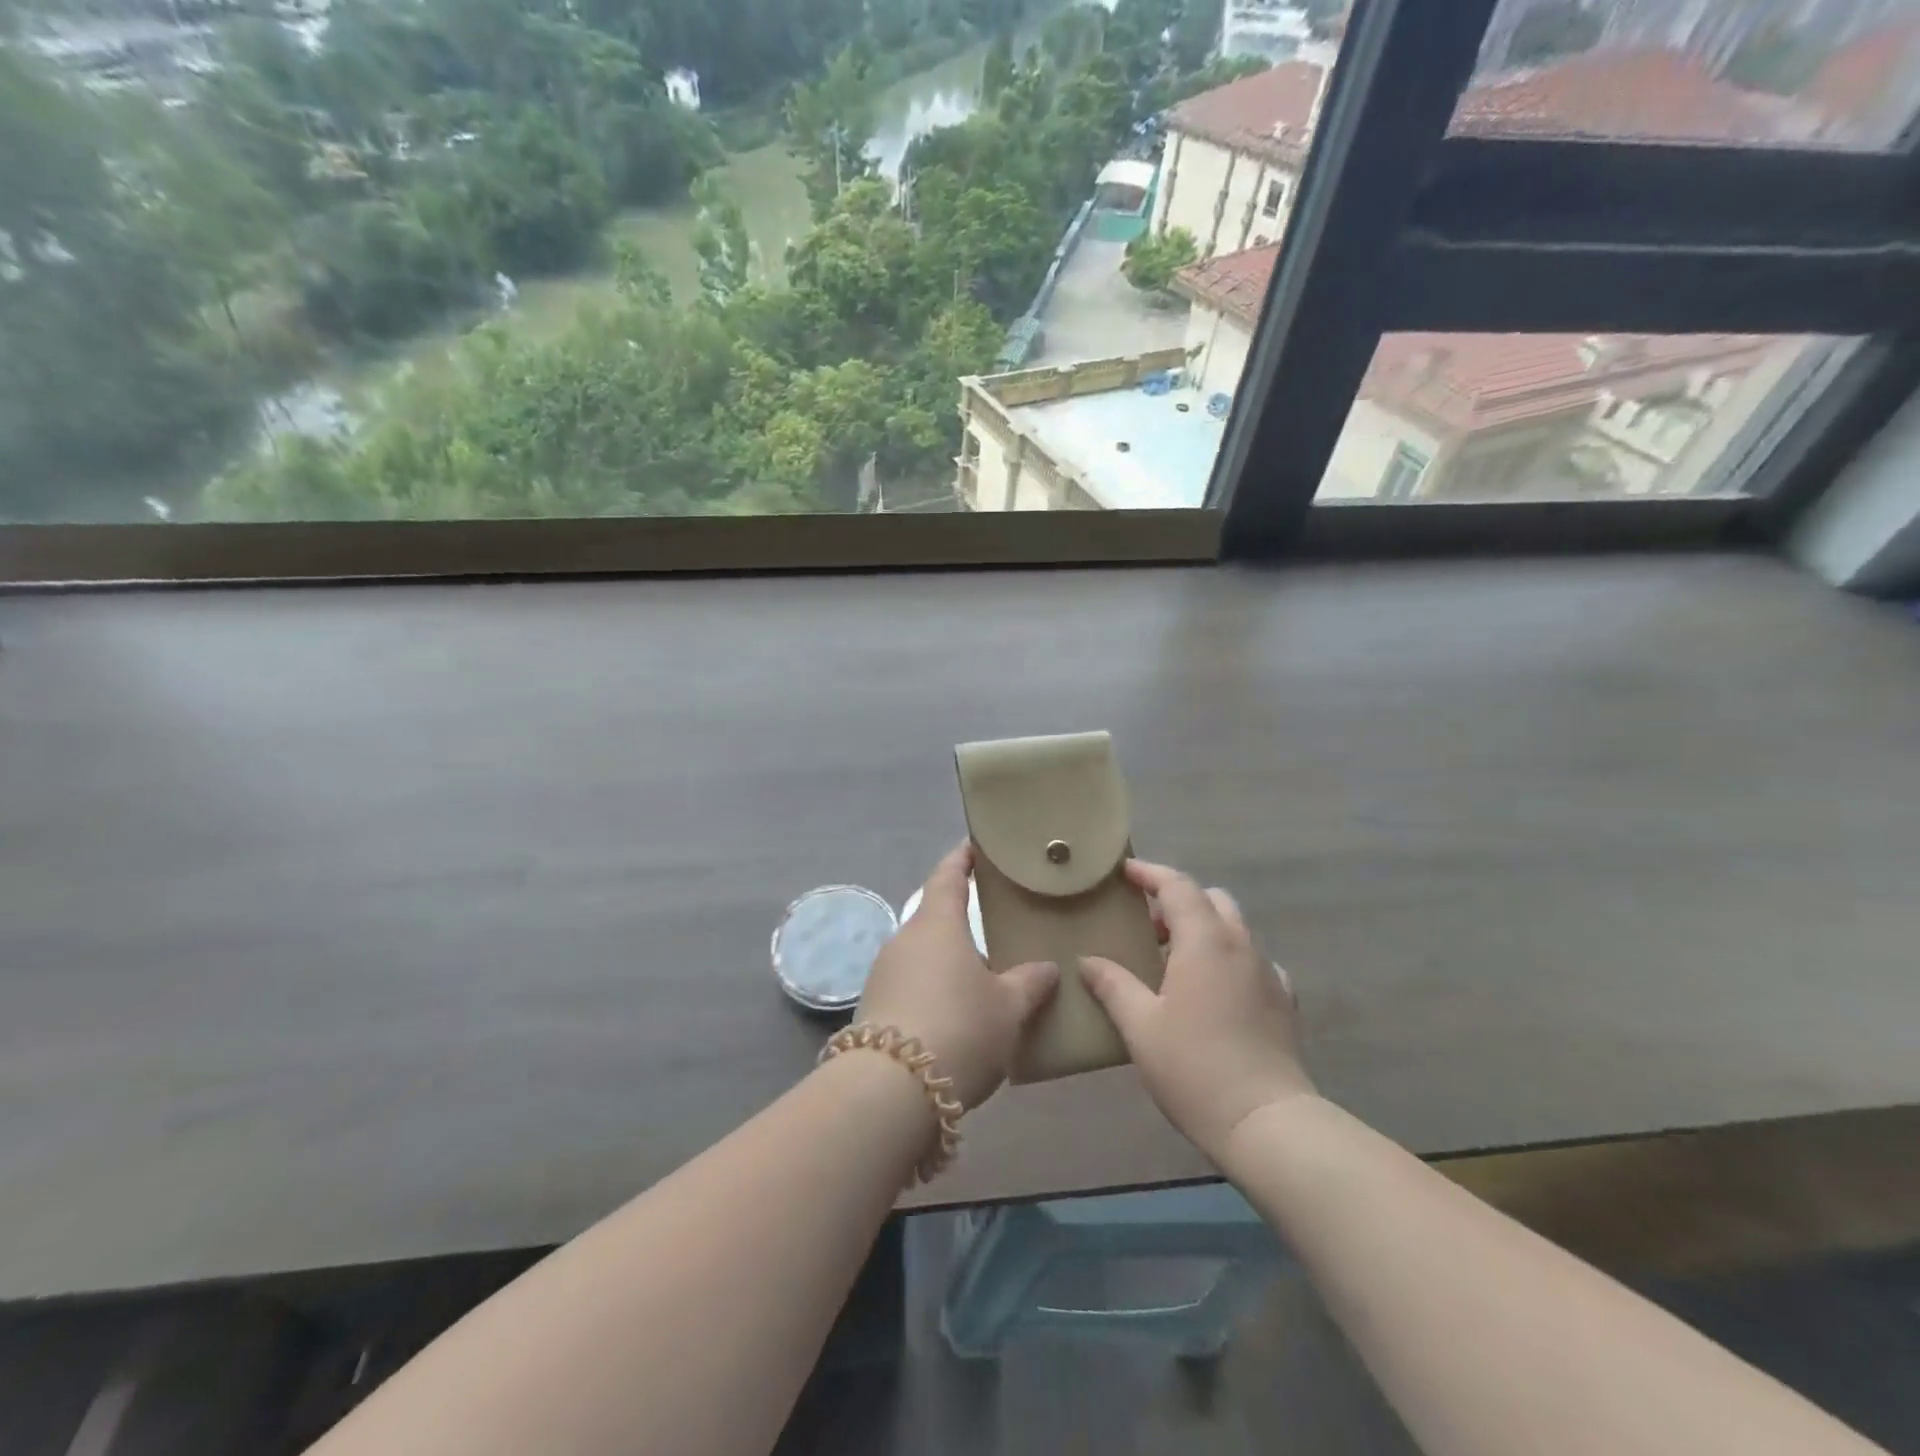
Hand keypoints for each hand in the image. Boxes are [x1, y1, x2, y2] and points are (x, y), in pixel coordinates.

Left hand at [857, 843, 1059, 1110]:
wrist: (890, 1089)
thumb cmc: (960, 1028)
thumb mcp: (1008, 1008)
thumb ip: (1029, 983)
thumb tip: (1046, 968)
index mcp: (937, 924)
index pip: (948, 876)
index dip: (961, 859)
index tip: (973, 846)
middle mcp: (905, 939)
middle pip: (934, 917)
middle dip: (960, 918)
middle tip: (994, 922)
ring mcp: (884, 973)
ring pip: (923, 954)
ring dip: (948, 959)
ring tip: (981, 974)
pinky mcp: (875, 1007)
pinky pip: (912, 984)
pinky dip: (934, 988)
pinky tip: (955, 1012)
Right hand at [1080, 860, 1313, 1159]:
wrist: (1266, 1122)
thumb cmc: (1194, 1067)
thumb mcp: (1140, 1026)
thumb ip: (1113, 985)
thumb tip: (1087, 960)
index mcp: (1205, 941)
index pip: (1177, 886)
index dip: (1150, 873)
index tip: (1125, 872)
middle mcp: (1240, 945)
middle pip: (1211, 899)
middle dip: (1178, 900)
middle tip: (1146, 923)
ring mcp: (1267, 972)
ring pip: (1234, 928)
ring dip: (1203, 928)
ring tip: (1173, 958)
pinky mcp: (1282, 1001)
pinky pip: (1252, 961)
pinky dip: (1228, 959)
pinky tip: (1213, 989)